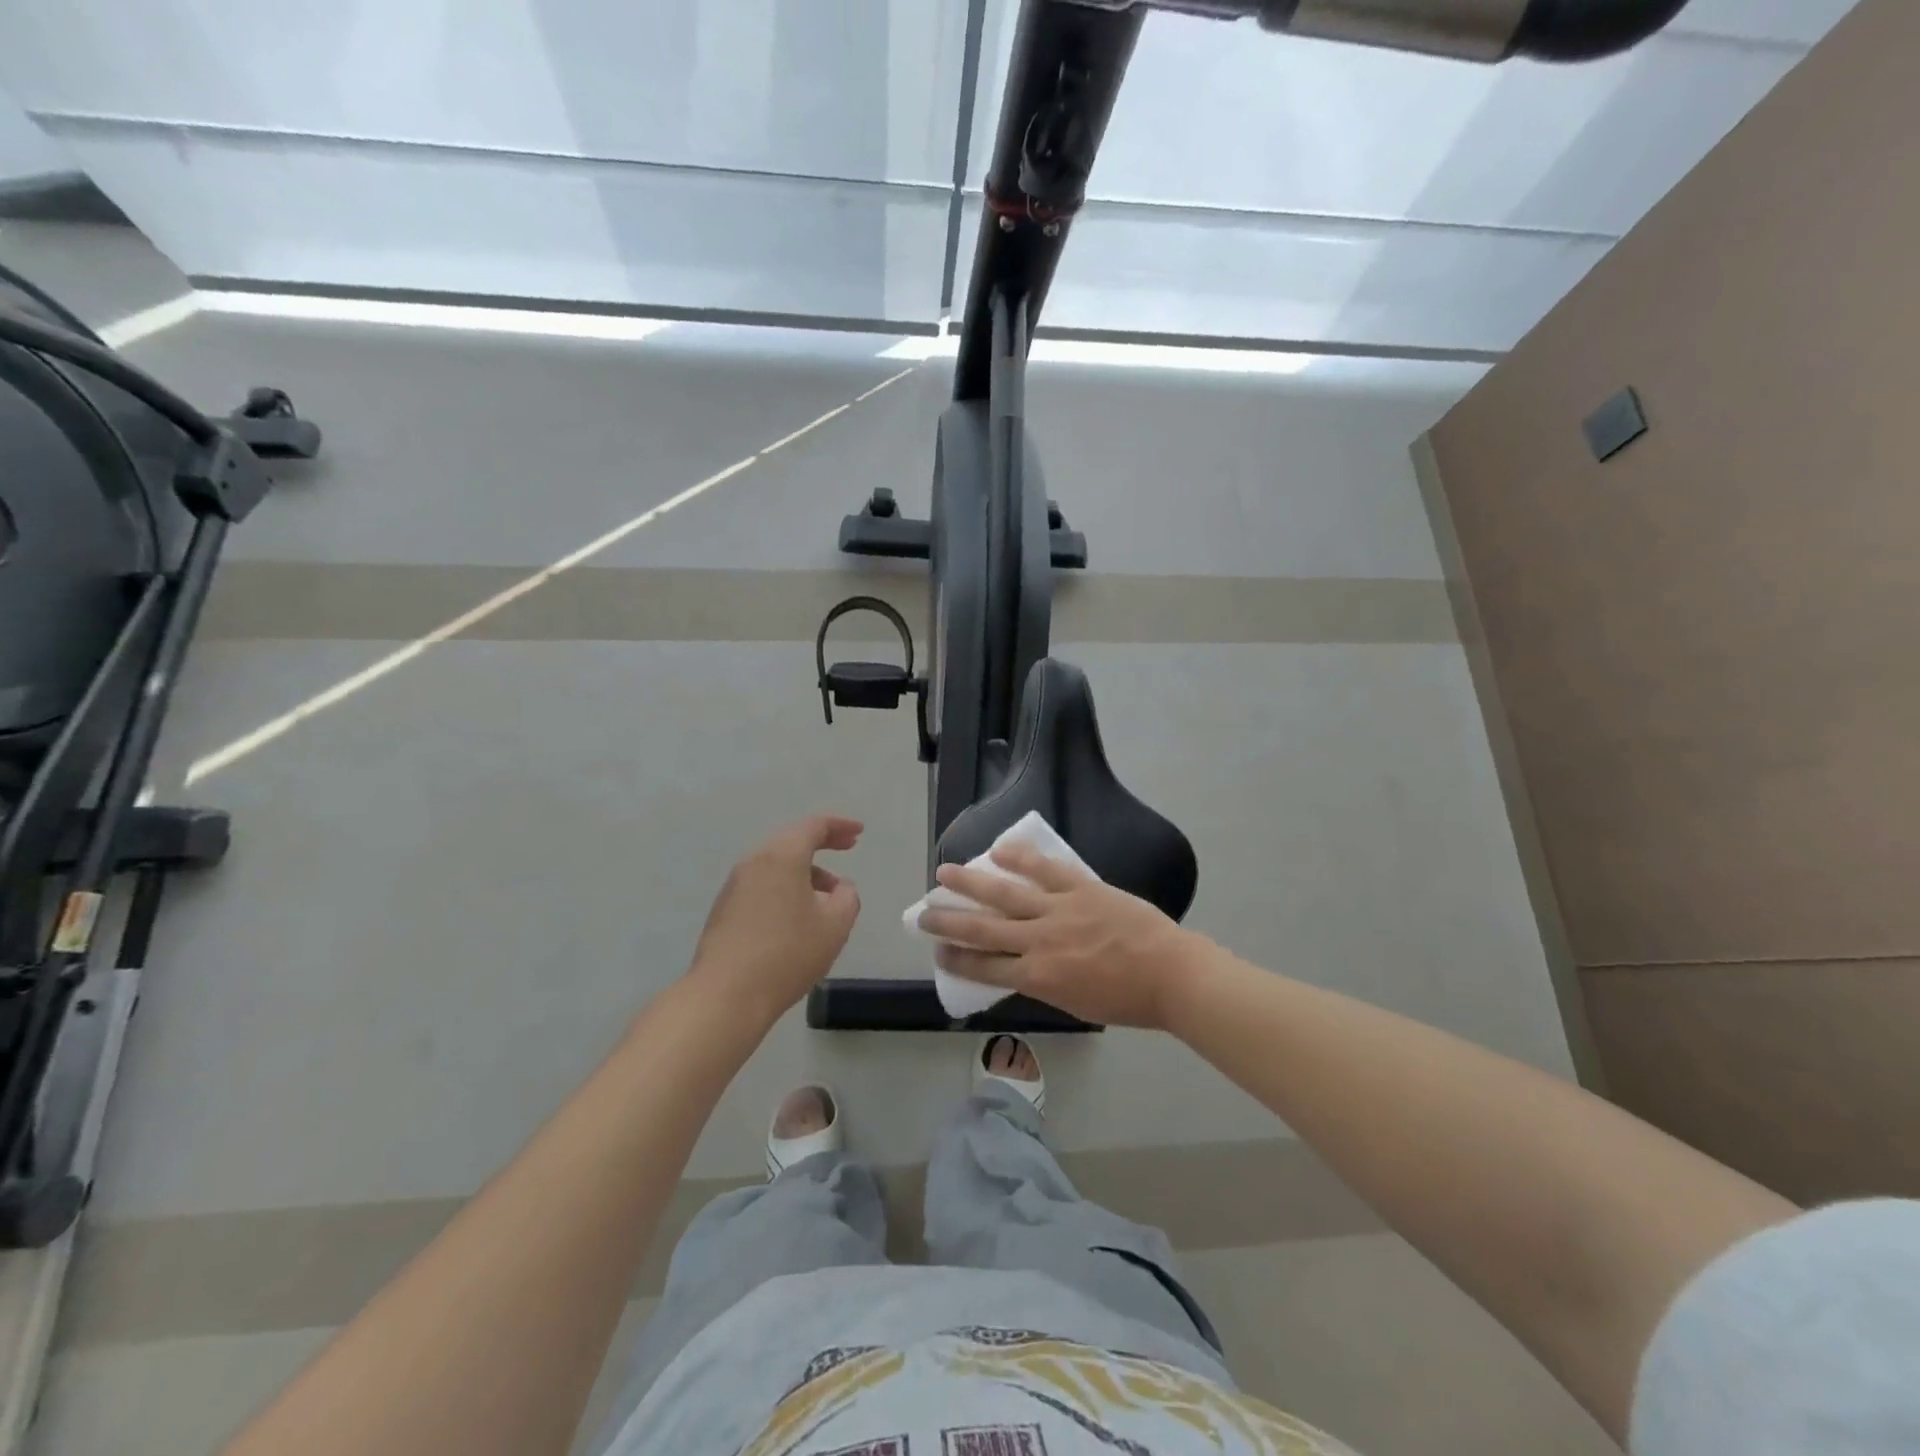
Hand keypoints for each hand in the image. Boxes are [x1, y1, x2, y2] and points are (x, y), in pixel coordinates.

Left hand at [691, 815, 862, 1020]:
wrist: (726, 995)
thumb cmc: (788, 953)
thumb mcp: (835, 925)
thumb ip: (847, 897)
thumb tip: (840, 887)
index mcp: (782, 857)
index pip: (813, 827)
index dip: (839, 825)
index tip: (859, 833)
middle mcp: (754, 862)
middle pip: (792, 842)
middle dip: (822, 844)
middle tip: (847, 849)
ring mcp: (734, 886)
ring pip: (776, 866)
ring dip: (804, 871)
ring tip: (827, 896)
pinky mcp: (724, 910)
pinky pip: (762, 886)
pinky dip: (785, 888)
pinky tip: (797, 917)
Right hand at [918, 844, 1197, 1029]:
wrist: (1170, 974)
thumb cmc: (1126, 999)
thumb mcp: (1074, 1004)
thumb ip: (1042, 984)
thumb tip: (1019, 967)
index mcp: (1037, 978)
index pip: (984, 967)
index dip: (956, 958)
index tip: (937, 950)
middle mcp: (1038, 942)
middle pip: (982, 929)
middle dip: (948, 921)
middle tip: (923, 914)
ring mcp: (1058, 910)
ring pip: (1004, 893)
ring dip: (970, 883)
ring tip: (944, 873)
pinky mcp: (1079, 888)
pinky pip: (1043, 869)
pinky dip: (1019, 858)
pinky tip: (997, 849)